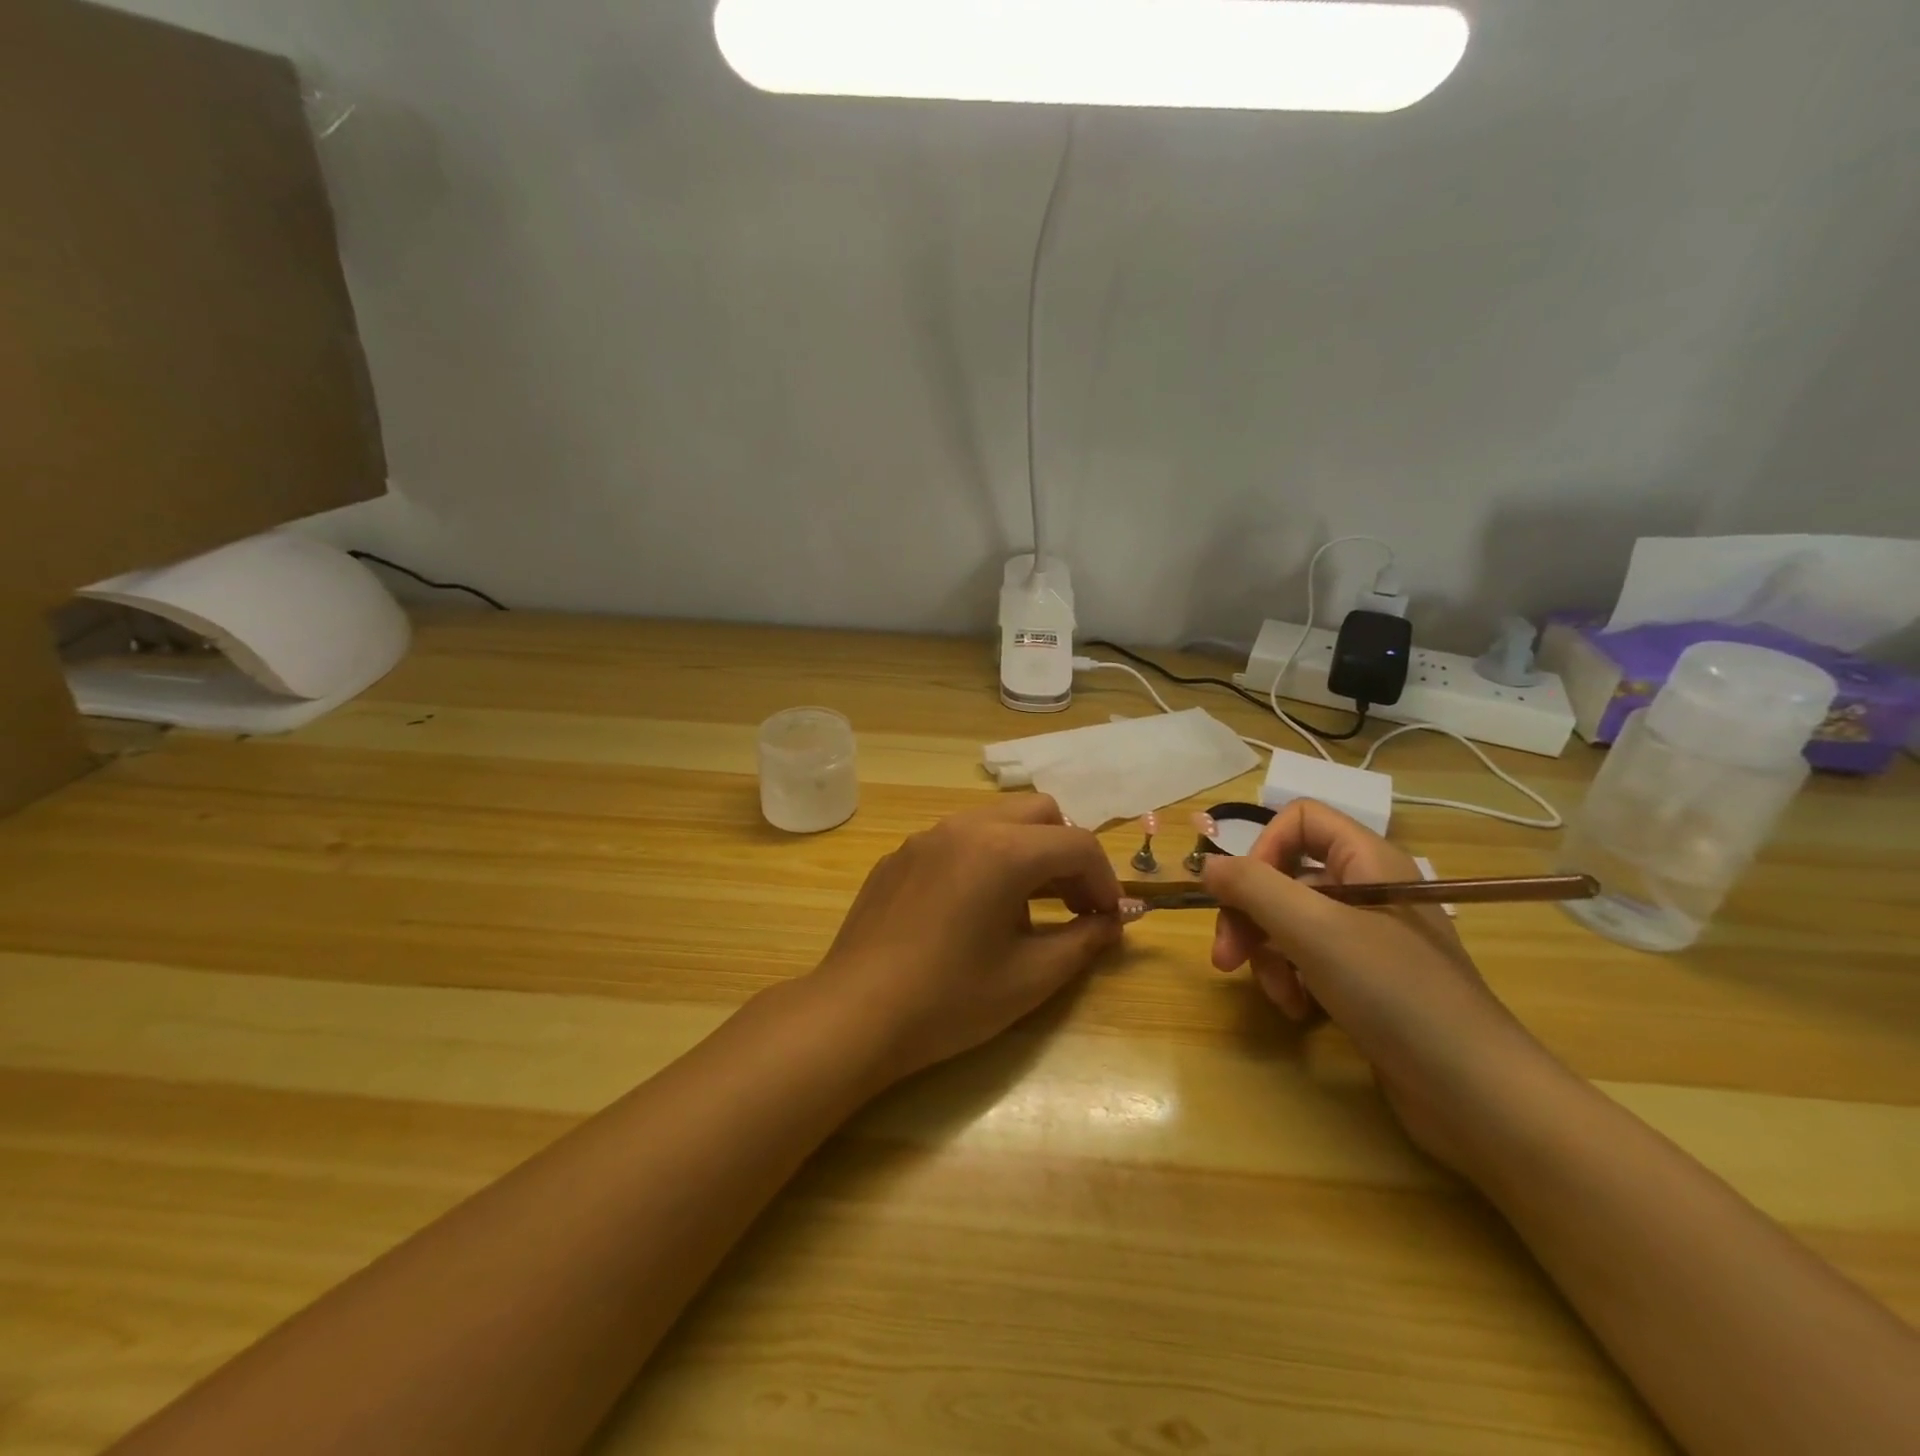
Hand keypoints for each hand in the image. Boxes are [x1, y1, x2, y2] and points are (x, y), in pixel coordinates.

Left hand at [809, 795, 1124, 1084]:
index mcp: (1002, 850)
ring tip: (1025, 910)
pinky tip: (972, 912)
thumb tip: (1113, 921)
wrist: (854, 1014)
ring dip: (1027, 853)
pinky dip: (985, 860)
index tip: (1109, 919)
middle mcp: (964, 827)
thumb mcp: (1030, 978)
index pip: (1077, 844)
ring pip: (996, 821)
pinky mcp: (899, 856)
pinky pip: (957, 840)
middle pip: (1039, 814)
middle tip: (1073, 904)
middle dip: (1067, 853)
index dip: (1105, 880)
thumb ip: (1083, 940)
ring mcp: (926, 837)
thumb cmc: (949, 1000)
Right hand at [1201, 801, 1561, 1168]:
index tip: (1240, 893)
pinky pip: (1309, 961)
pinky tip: (1298, 1011)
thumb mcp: (1314, 931)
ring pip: (1290, 923)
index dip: (1262, 849)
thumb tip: (1206, 865)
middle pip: (1284, 877)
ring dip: (1269, 957)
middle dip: (1250, 916)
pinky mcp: (1366, 981)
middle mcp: (1367, 890)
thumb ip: (1253, 888)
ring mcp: (1368, 938)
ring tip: (1279, 996)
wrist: (1476, 1094)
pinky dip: (1292, 981)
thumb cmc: (1395, 993)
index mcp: (1367, 860)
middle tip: (1227, 959)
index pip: (1300, 820)